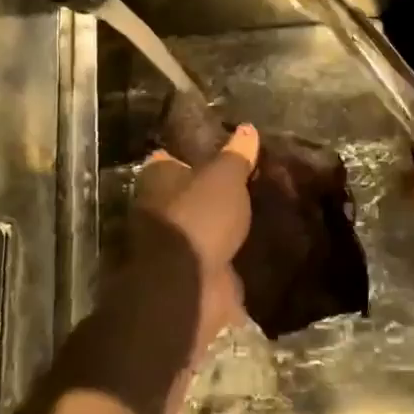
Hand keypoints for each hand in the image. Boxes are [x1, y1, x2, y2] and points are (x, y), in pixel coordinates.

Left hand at [104, 123, 258, 367]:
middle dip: (210, 191)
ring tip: (256, 211)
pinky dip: (229, 253)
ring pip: (200, 226)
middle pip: (185, 193)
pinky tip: (255, 244)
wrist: (187, 285)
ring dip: (220, 224)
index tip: (221, 150)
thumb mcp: (224, 177)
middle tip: (246, 181)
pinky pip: (214, 256)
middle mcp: (157, 210)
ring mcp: (173, 246)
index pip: (170, 158)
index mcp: (157, 180)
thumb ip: (236, 155)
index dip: (193, 153)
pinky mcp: (192, 273)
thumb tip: (247, 128)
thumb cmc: (199, 217)